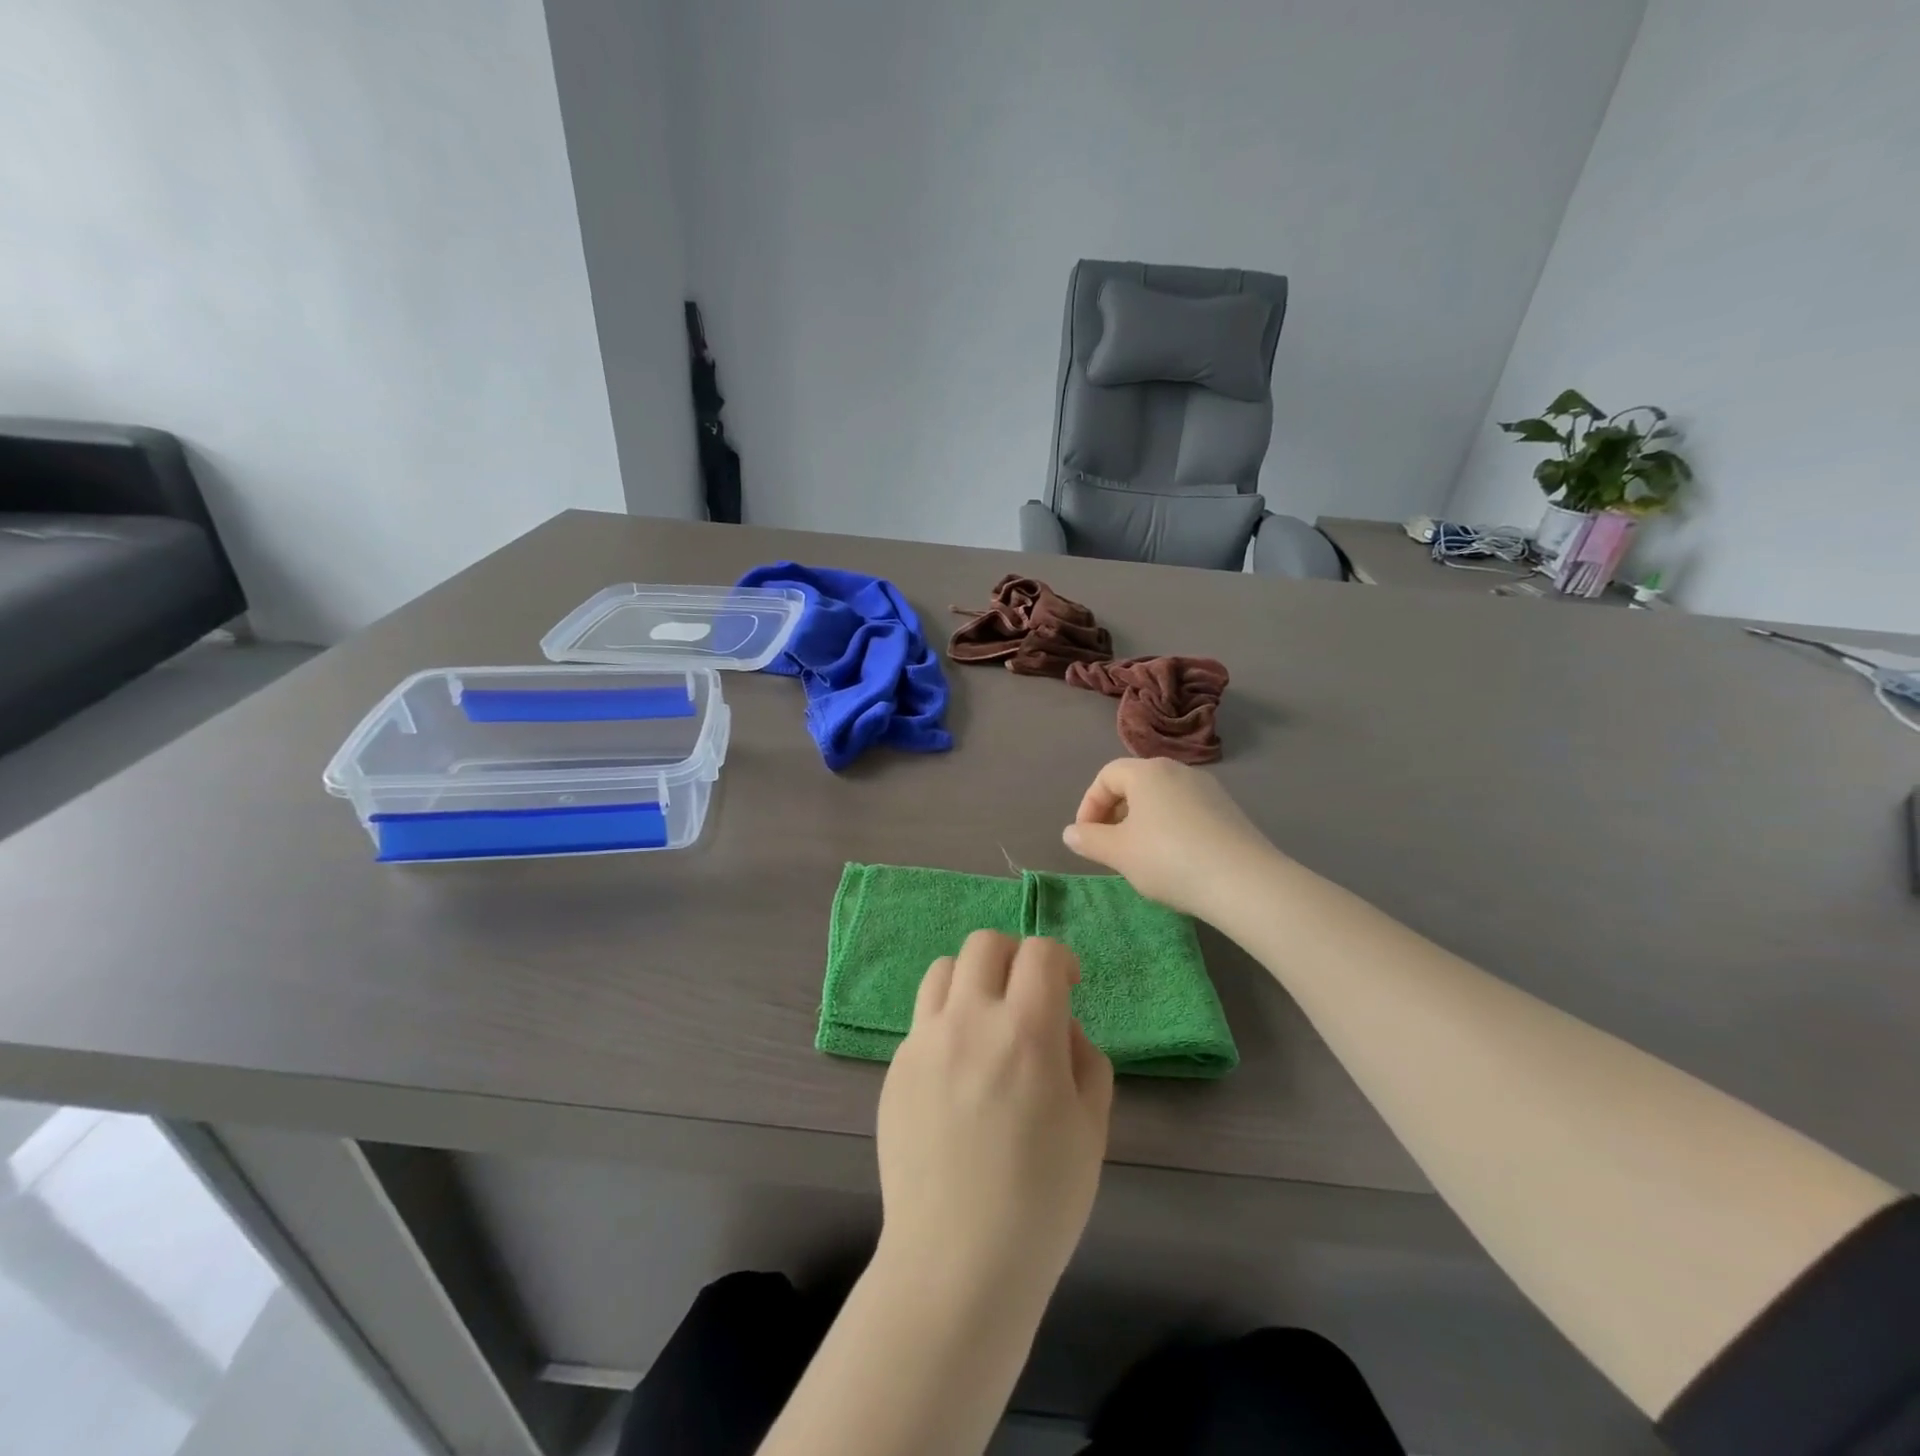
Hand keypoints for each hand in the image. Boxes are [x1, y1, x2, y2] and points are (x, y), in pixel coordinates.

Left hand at [876, 932, 1112, 1302]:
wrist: (956, 1262)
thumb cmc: (1040, 1202)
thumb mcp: (1090, 1129)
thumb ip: (1085, 1059)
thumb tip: (1060, 1027)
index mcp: (1025, 1032)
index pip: (1040, 953)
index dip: (1060, 959)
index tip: (1069, 985)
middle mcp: (968, 1020)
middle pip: (984, 944)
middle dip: (1014, 956)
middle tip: (1027, 995)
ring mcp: (924, 1041)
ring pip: (943, 970)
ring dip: (972, 980)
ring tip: (986, 1021)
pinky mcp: (895, 1067)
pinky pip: (922, 1019)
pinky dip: (946, 1022)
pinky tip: (957, 1072)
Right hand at [1062, 757, 1282, 920]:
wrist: (1244, 882)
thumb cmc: (1169, 859)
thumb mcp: (1119, 853)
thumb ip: (1089, 840)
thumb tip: (1071, 832)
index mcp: (1147, 772)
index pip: (1106, 776)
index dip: (1089, 805)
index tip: (1087, 838)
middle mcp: (1178, 770)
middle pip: (1135, 784)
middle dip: (1115, 814)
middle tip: (1110, 847)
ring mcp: (1208, 789)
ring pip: (1161, 799)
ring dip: (1142, 822)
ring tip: (1140, 857)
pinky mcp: (1228, 810)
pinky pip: (1186, 811)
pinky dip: (1170, 828)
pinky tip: (1174, 860)